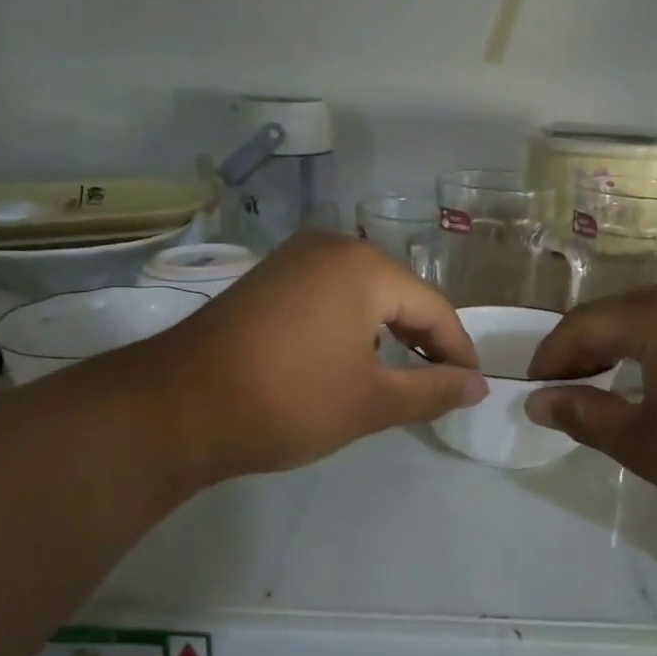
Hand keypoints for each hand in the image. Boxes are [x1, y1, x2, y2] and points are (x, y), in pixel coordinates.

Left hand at [125, 232, 486, 484]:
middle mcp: (331, 247)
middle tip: (439, 385)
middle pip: (399, 295)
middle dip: (423, 341)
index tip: (472, 387)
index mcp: (364, 268)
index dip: (458, 351)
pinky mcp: (267, 279)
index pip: (434, 308)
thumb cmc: (289, 402)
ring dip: (387, 334)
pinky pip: (329, 295)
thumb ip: (433, 390)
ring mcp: (293, 259)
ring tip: (398, 377)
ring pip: (363, 294)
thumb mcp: (371, 402)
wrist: (178, 408)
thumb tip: (478, 386)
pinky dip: (350, 326)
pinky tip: (349, 358)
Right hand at [525, 276, 656, 543]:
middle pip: (621, 314)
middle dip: (586, 351)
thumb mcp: (645, 445)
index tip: (533, 391)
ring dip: (625, 348)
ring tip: (608, 388)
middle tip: (566, 393)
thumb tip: (539, 401)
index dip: (552, 357)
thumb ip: (584, 416)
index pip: (585, 325)